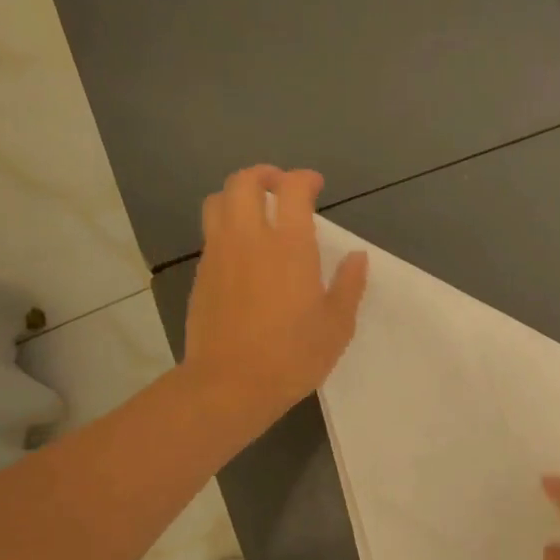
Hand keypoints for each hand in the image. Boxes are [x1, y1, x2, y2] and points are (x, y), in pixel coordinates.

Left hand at [183, 166, 366, 438]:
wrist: (230, 385)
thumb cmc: (293, 356)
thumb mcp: (337, 325)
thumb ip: (349, 285)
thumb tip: (358, 257)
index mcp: (289, 247)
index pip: (292, 189)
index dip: (304, 179)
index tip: (315, 185)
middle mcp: (249, 239)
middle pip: (244, 182)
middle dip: (264, 175)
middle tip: (281, 188)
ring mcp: (219, 255)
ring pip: (218, 201)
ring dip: (238, 195)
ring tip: (256, 211)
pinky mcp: (201, 275)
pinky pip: (211, 234)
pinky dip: (227, 226)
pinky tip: (243, 251)